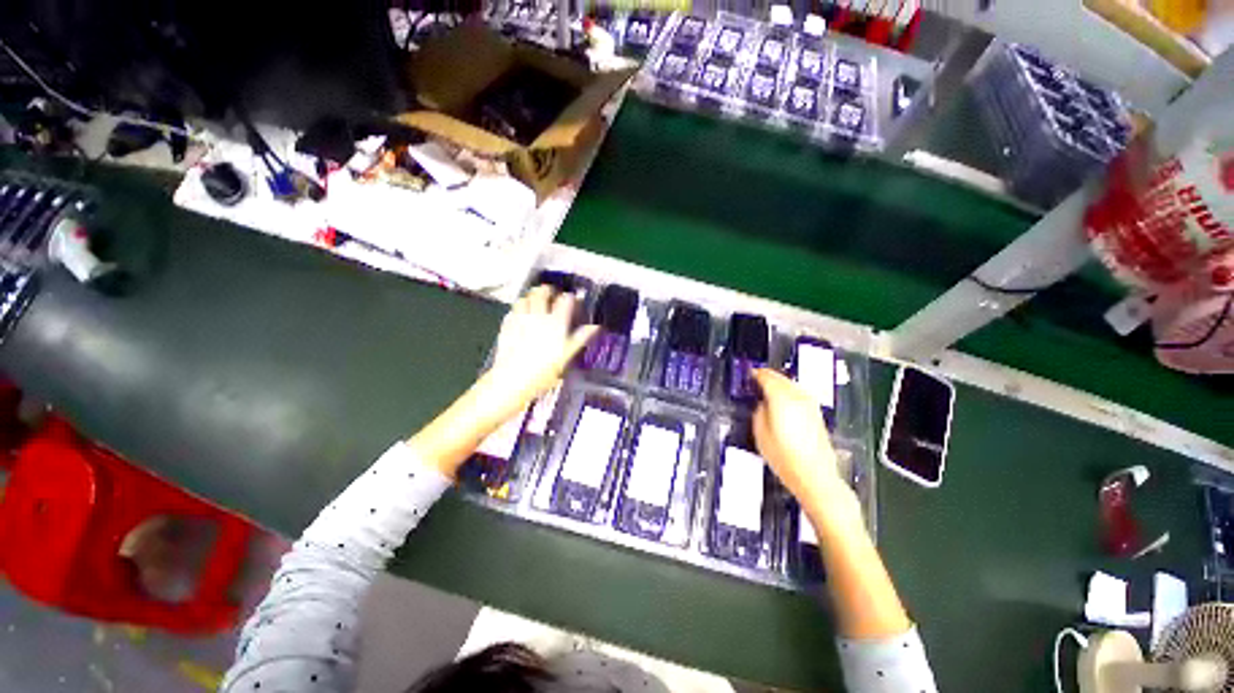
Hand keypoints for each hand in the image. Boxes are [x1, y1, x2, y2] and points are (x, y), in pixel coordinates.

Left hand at [407, 286, 596, 477]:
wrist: (512, 381)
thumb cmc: (543, 373)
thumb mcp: (566, 357)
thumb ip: (580, 338)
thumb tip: (595, 327)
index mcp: (556, 323)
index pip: (565, 300)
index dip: (570, 297)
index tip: (572, 300)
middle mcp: (538, 316)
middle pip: (542, 292)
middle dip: (548, 291)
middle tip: (552, 296)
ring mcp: (520, 318)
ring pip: (525, 298)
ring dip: (532, 297)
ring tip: (536, 303)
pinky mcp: (507, 325)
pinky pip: (513, 310)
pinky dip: (519, 308)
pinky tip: (522, 316)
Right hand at [751, 368, 850, 507]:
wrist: (815, 476)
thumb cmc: (783, 456)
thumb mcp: (760, 433)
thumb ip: (759, 412)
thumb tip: (762, 404)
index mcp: (781, 397)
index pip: (766, 377)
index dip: (754, 374)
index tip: (747, 375)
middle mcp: (798, 396)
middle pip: (780, 378)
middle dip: (767, 377)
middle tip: (755, 381)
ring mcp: (810, 404)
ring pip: (791, 384)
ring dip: (778, 384)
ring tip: (766, 391)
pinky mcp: (816, 413)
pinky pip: (798, 394)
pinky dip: (788, 393)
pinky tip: (782, 402)